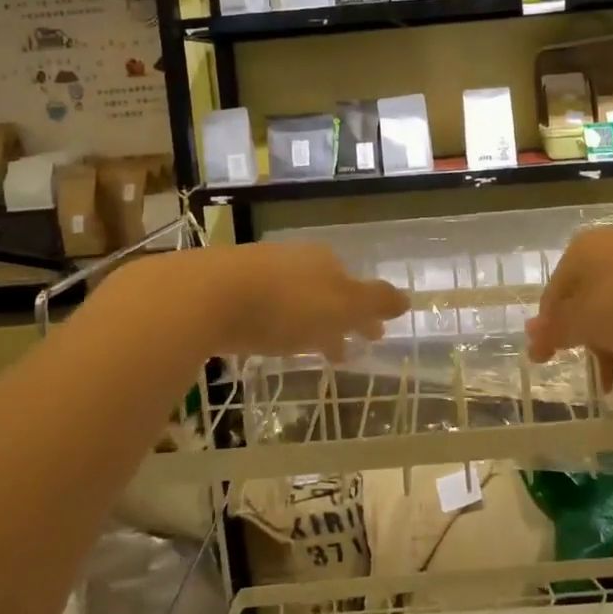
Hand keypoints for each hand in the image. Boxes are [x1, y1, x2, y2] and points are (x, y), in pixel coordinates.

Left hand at [177, 242, 408, 360]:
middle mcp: (294, 260)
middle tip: (345, 351)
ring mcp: (258, 271)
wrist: (204, 295)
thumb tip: (407, 298)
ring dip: (307, 324)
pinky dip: (275, 325)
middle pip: (325, 292)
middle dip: (338, 320)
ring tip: (309, 353)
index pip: (355, 287)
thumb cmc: (284, 305)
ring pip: (294, 300)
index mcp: (325, 262)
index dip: (366, 313)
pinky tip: (268, 342)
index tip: (374, 337)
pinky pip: (262, 308)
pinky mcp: (225, 289)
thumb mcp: (340, 306)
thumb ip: (375, 303)